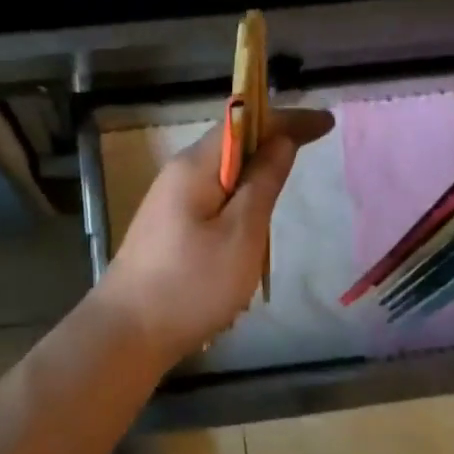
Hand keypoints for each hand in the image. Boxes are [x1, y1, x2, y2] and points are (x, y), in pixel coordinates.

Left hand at [95, 108, 334, 367]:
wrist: (127, 334)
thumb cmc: (191, 285)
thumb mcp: (241, 234)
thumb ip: (263, 182)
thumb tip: (282, 140)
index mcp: (195, 166)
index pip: (245, 122)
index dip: (288, 120)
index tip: (327, 123)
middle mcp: (179, 174)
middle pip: (232, 143)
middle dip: (273, 138)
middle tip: (313, 145)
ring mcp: (170, 201)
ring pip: (223, 172)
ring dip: (256, 169)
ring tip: (288, 177)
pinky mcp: (169, 227)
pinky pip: (212, 196)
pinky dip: (239, 196)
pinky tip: (252, 218)